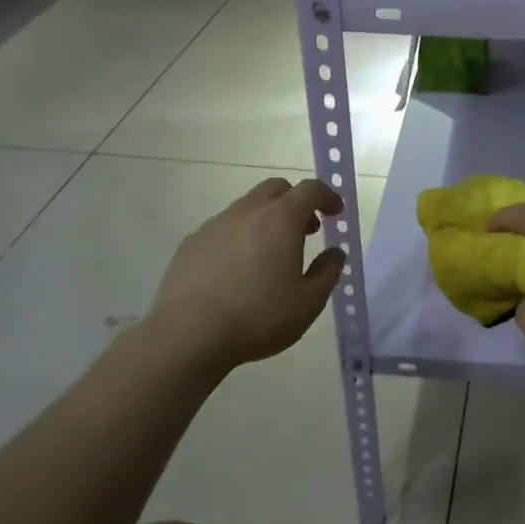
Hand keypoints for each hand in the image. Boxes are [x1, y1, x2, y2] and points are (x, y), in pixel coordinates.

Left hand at [151, 177, 345, 366]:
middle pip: (276, 189)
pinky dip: (240, 237)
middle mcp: (247, 212)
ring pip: (247, 207)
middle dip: (296, 202)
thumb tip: (335, 253)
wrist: (189, 334)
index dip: (327, 196)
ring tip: (271, 255)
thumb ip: (328, 272)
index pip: (310, 189)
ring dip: (266, 220)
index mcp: (281, 220)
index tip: (335, 212)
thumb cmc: (258, 316)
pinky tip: (237, 270)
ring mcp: (215, 225)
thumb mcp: (309, 302)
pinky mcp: (191, 243)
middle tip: (306, 230)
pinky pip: (223, 228)